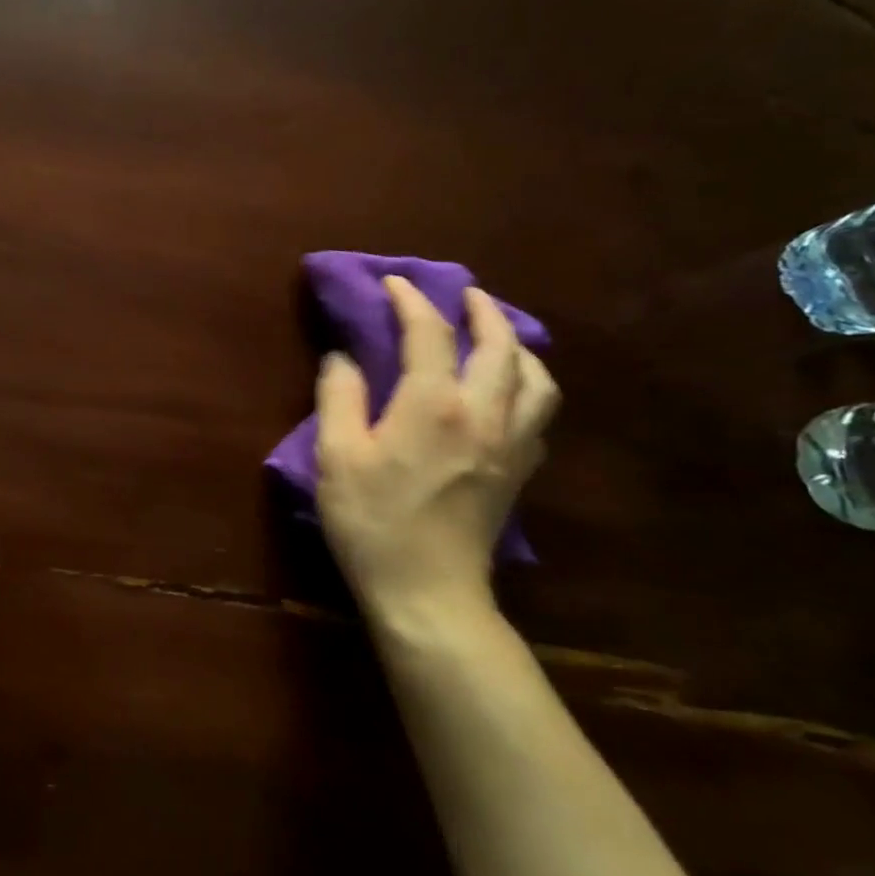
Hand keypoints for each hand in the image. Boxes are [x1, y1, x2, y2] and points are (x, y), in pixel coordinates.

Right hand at [315, 278, 558, 638]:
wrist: (428, 593)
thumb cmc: (374, 522)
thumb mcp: (336, 456)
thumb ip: (339, 396)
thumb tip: (344, 357)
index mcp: (434, 403)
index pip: (429, 332)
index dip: (411, 299)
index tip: (394, 282)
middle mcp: (483, 412)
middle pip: (500, 344)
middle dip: (482, 310)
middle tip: (463, 295)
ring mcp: (510, 443)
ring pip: (536, 378)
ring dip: (517, 347)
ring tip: (495, 339)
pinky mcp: (519, 472)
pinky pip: (538, 414)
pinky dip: (526, 387)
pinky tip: (505, 394)